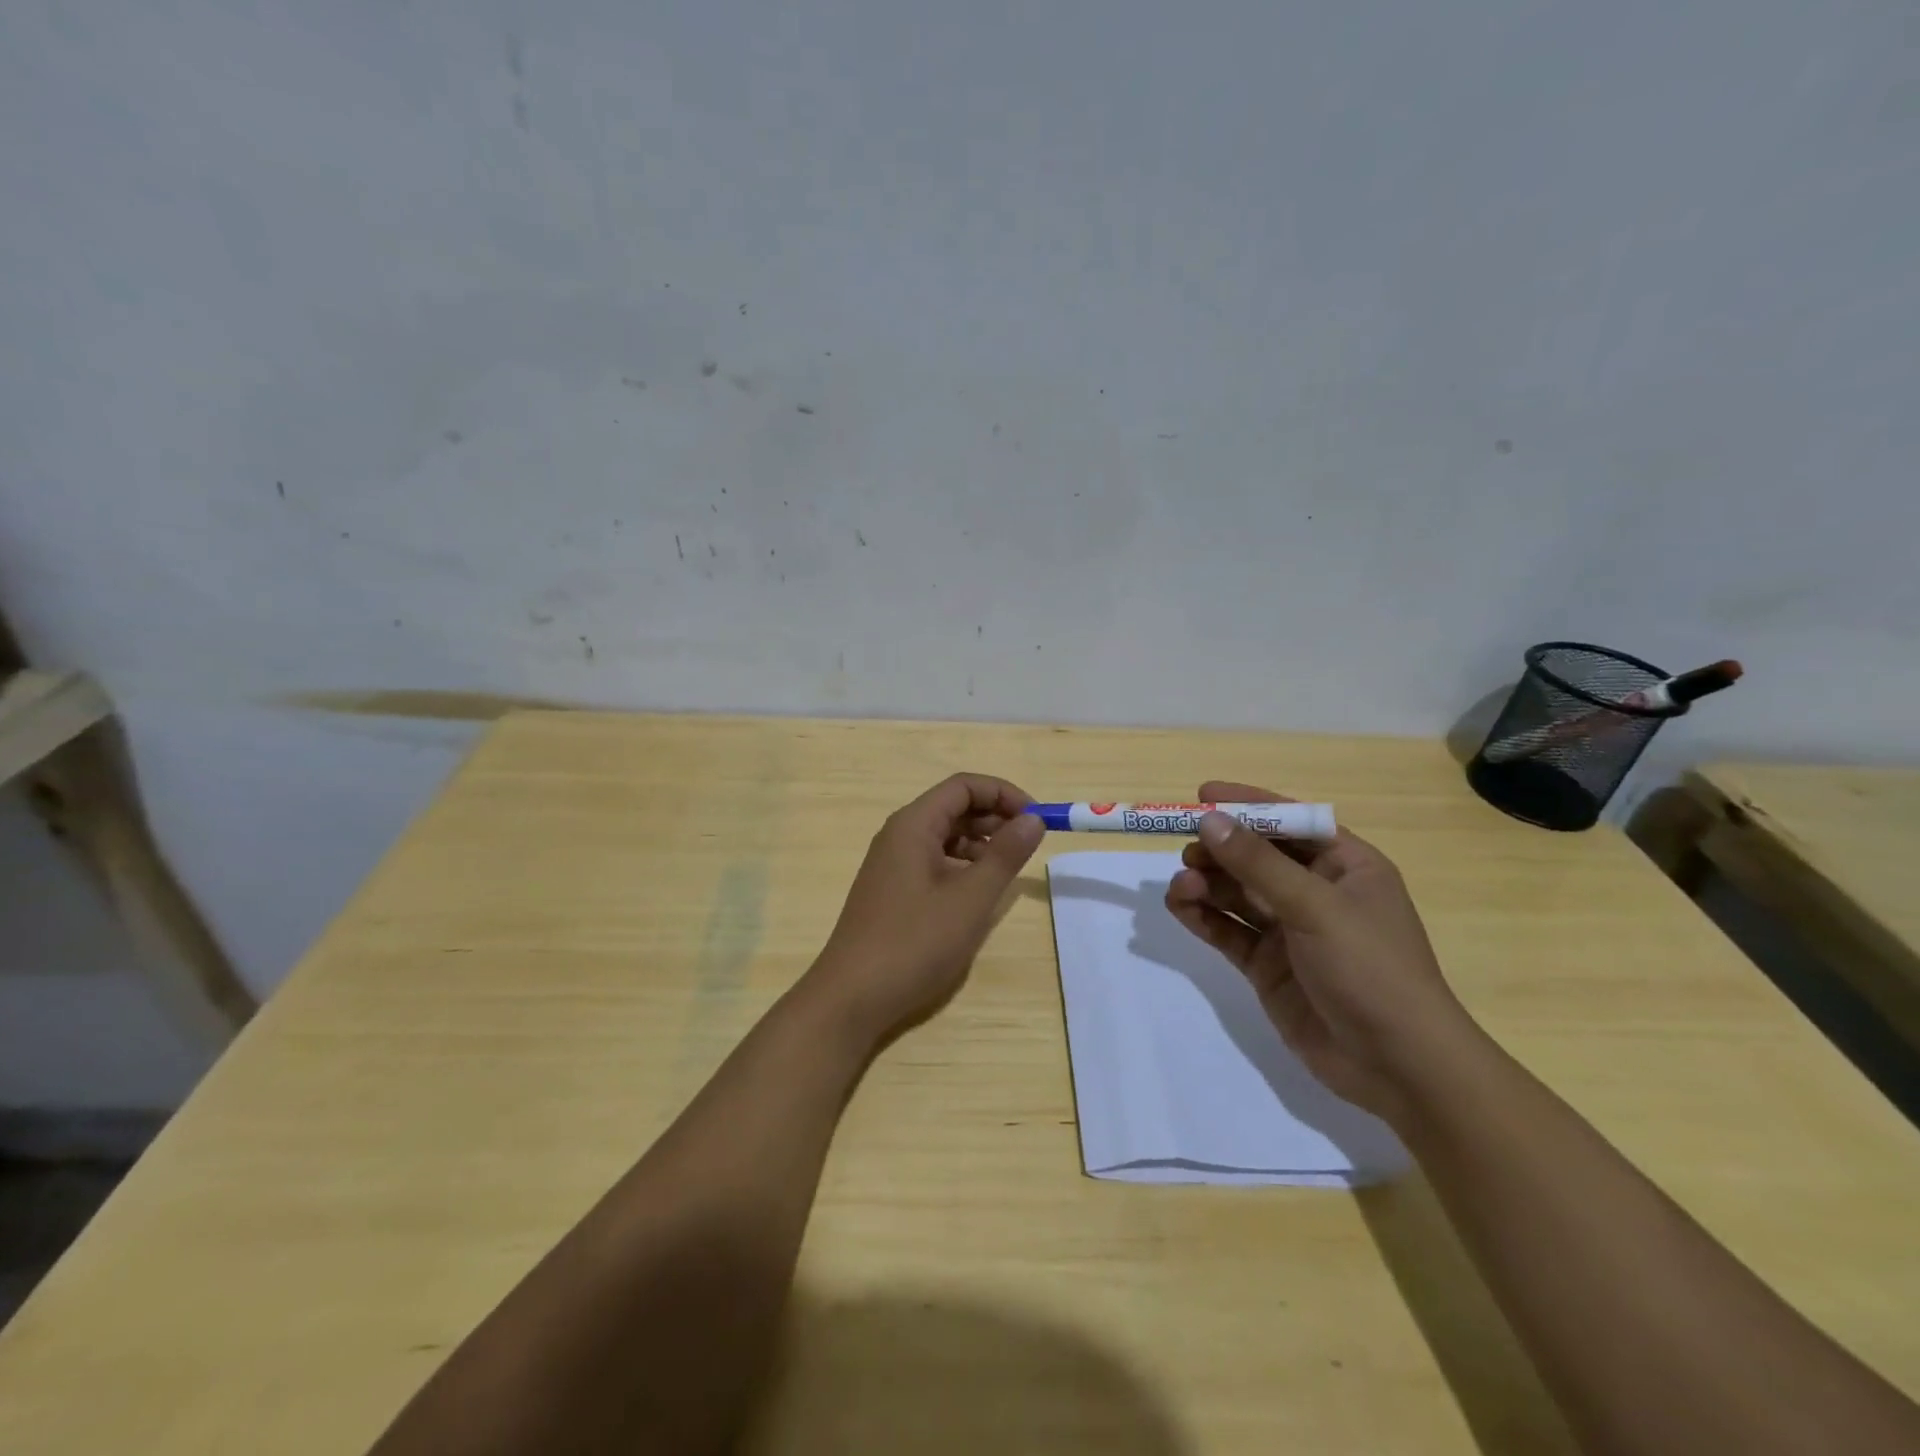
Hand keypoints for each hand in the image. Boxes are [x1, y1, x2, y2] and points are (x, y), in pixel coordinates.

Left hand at [807, 774, 1043, 1044]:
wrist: (852, 997)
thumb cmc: (914, 942)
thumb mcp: (970, 898)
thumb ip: (1005, 855)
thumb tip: (1033, 818)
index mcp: (914, 824)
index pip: (964, 786)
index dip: (1004, 793)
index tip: (1036, 819)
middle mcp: (899, 835)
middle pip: (953, 807)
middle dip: (995, 817)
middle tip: (1028, 844)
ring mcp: (892, 863)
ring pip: (944, 835)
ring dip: (980, 842)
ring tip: (1008, 868)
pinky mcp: (893, 889)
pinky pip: (933, 861)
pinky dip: (962, 865)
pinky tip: (978, 891)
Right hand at [1164, 781, 1477, 1123]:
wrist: (1398, 1066)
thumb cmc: (1371, 969)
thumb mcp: (1315, 907)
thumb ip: (1258, 864)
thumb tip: (1210, 821)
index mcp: (1345, 867)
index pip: (1291, 822)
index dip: (1248, 806)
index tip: (1203, 795)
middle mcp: (1316, 893)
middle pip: (1256, 857)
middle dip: (1220, 851)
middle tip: (1188, 852)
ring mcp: (1290, 931)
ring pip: (1236, 893)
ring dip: (1206, 885)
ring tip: (1180, 887)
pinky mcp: (1268, 965)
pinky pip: (1228, 931)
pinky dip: (1203, 917)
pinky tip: (1179, 908)